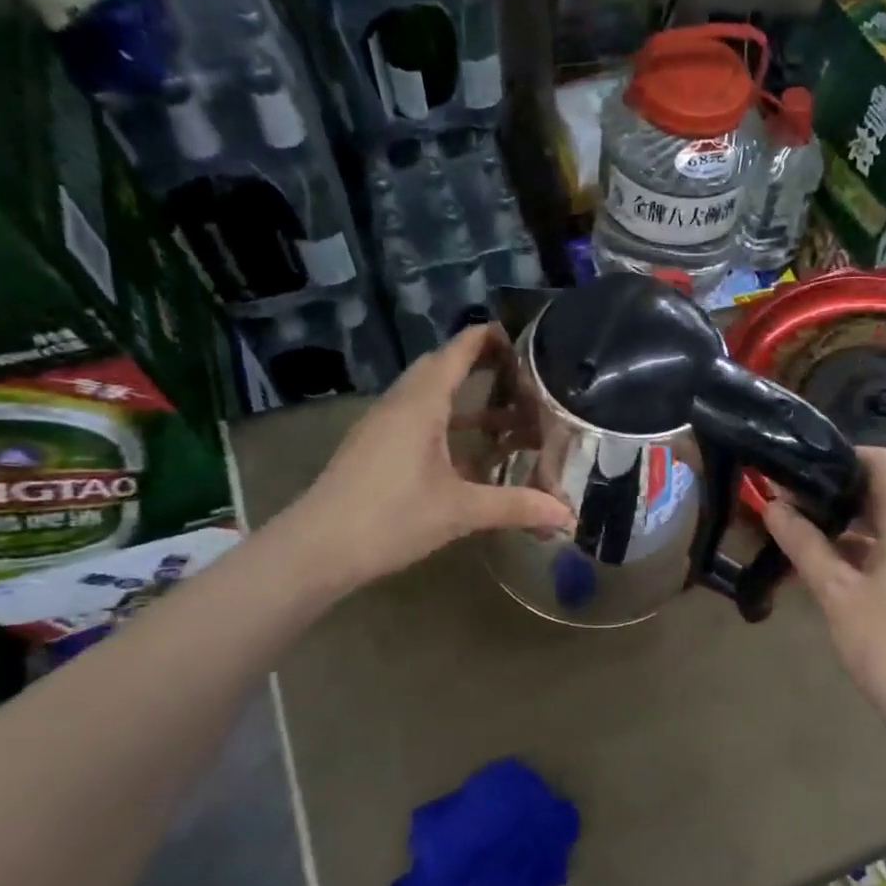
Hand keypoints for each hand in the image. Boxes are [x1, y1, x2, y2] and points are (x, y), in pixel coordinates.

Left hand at [290, 326, 573, 592]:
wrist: (316, 549)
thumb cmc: (390, 517)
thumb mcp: (460, 511)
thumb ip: (516, 507)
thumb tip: (568, 516)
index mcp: (420, 404)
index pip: (457, 352)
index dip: (488, 338)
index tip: (522, 335)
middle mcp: (400, 405)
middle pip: (443, 370)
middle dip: (483, 369)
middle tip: (525, 378)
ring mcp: (383, 427)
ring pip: (430, 399)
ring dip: (468, 403)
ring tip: (510, 417)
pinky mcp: (375, 450)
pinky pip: (418, 422)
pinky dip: (450, 427)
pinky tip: (472, 455)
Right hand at [764, 447, 885, 735]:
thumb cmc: (884, 641)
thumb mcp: (835, 590)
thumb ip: (803, 543)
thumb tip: (772, 505)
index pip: (884, 462)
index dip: (846, 453)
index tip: (804, 463)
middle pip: (880, 491)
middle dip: (835, 488)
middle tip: (789, 493)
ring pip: (879, 524)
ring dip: (841, 521)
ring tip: (796, 525)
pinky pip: (883, 551)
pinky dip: (853, 548)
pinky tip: (819, 562)